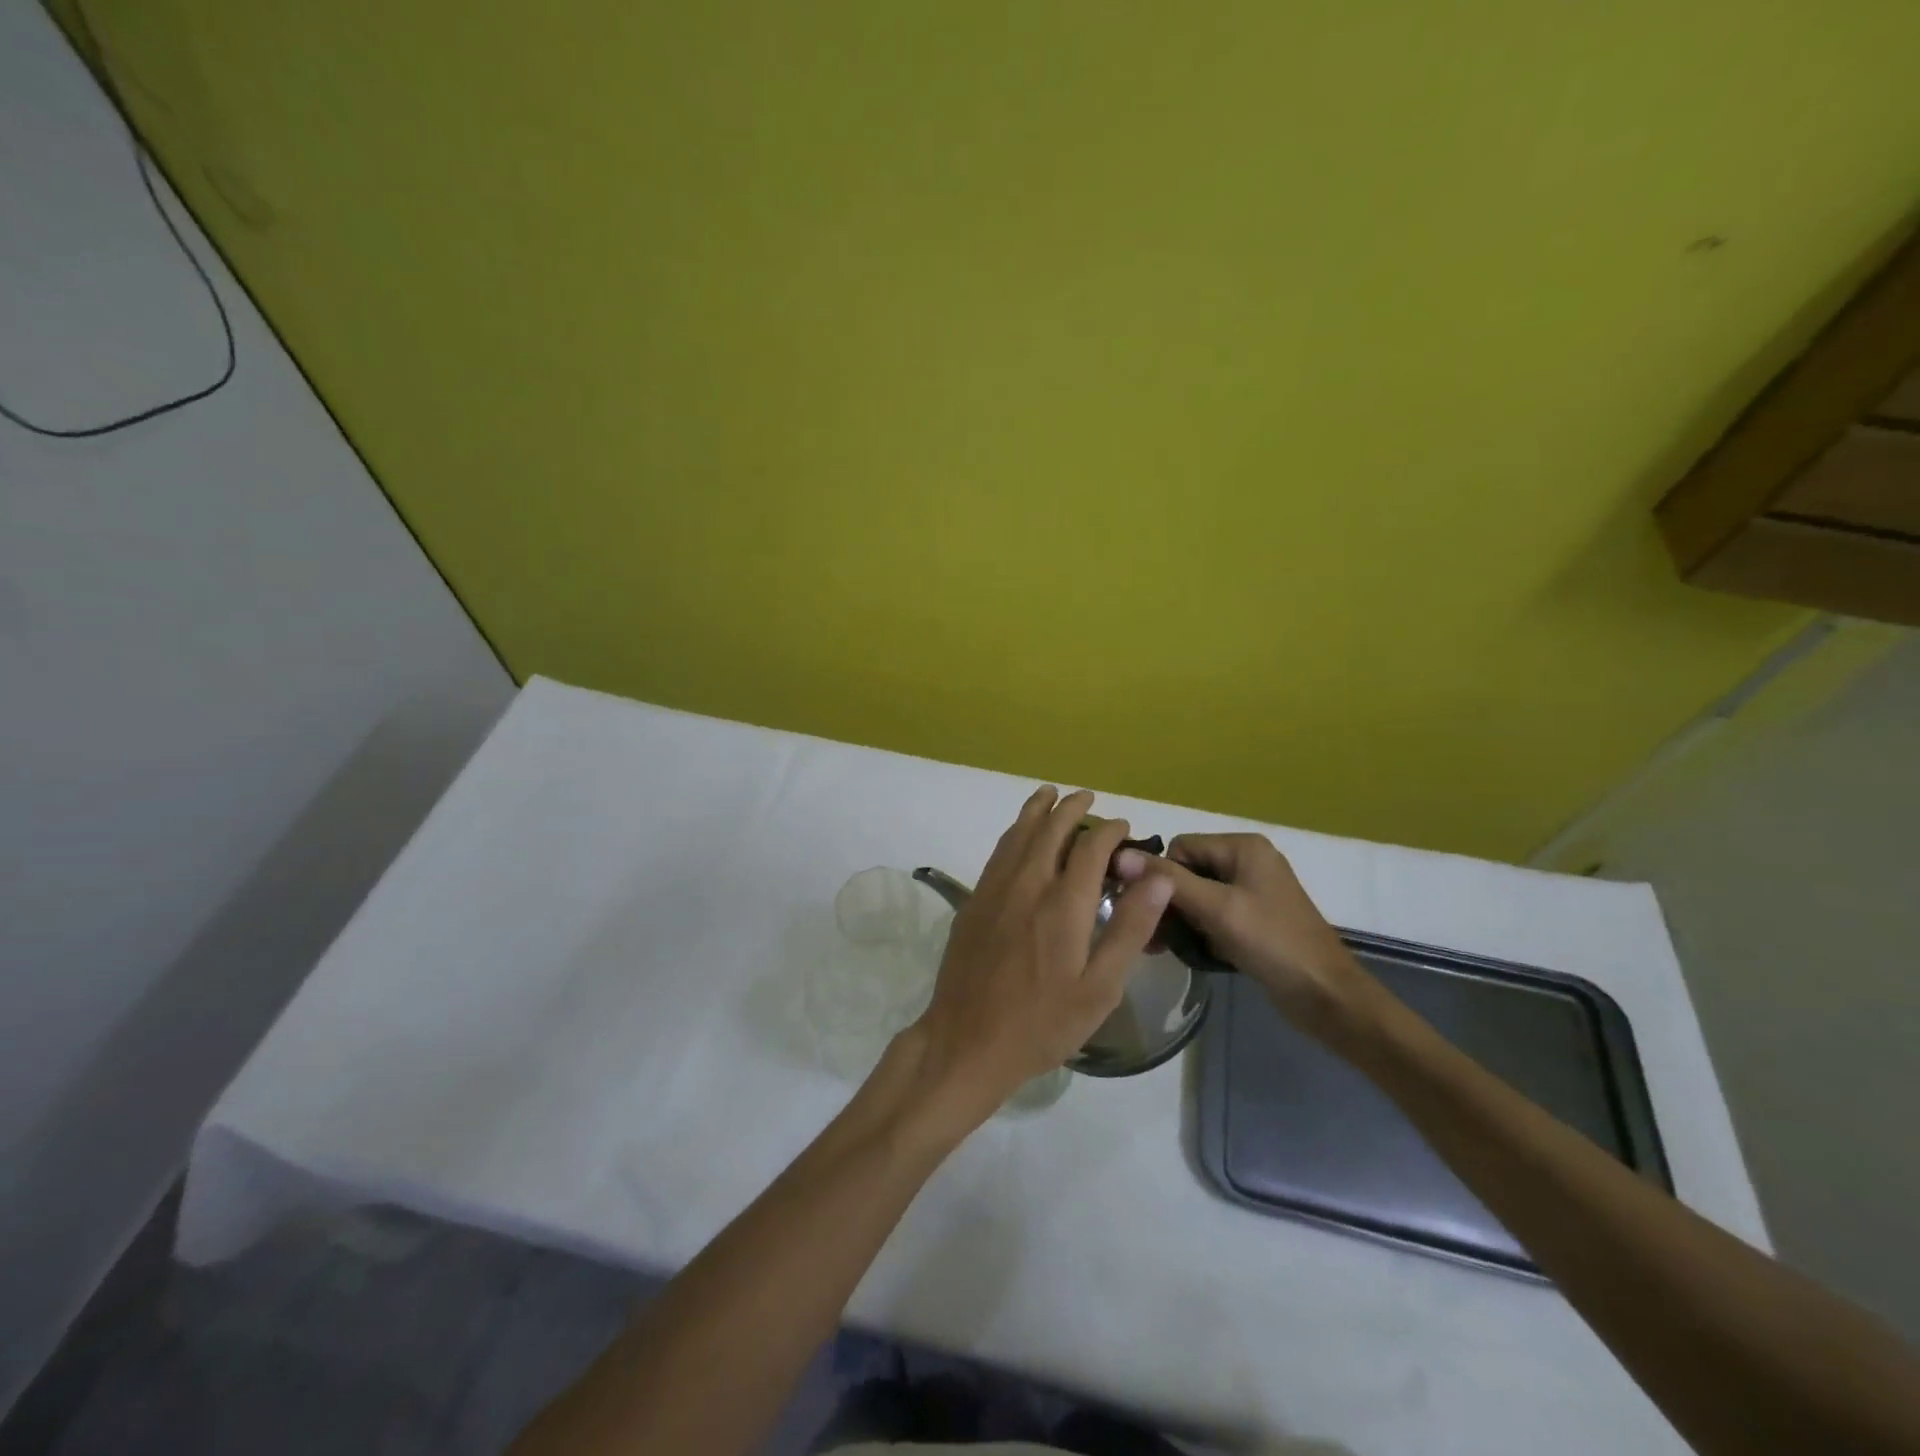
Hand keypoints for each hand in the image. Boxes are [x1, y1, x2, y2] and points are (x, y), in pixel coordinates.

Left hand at [901, 787, 1171, 1129]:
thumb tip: (1158, 876)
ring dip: (1037, 810)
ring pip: (1017, 834)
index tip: (1122, 826)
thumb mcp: (1100, 988)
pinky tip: (1018, 834)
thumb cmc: (1042, 1023)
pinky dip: (1013, 832)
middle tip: (1087, 796)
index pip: (1090, 848)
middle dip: (1071, 808)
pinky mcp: (973, 901)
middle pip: (1050, 829)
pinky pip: (998, 852)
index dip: (1109, 831)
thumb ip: (1129, 928)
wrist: (967, 1041)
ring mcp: (994, 890)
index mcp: (1062, 904)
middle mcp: (1027, 884)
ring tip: (1049, 794)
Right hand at [1113, 832, 1371, 1037]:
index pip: (1180, 848)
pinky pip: (1213, 914)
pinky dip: (1199, 930)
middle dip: (1169, 902)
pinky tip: (1191, 952)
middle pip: (1187, 870)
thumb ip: (1169, 881)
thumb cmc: (1273, 944)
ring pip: (1197, 895)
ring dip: (1181, 920)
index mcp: (1242, 846)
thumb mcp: (1217, 909)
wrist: (1328, 997)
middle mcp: (1247, 860)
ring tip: (1165, 948)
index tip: (1151, 912)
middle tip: (1154, 937)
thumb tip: (1120, 856)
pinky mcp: (1254, 918)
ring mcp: (1252, 890)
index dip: (1162, 878)